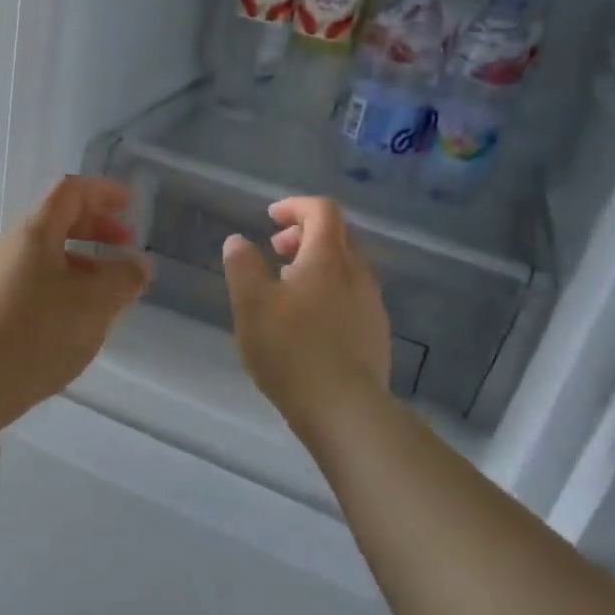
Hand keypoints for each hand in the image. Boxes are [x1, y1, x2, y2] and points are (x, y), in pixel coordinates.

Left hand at [0, 176, 149, 428]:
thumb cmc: (39, 334)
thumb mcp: (95, 304)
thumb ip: (124, 277)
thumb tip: (136, 264)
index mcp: (34, 233)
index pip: (70, 191)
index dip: (103, 192)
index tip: (131, 205)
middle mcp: (10, 247)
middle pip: (57, 220)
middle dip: (97, 228)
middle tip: (126, 248)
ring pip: (47, 255)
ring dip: (83, 262)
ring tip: (109, 291)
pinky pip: (35, 280)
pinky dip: (65, 284)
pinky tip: (78, 317)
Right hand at [221, 197, 391, 422]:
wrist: (344, 408)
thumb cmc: (291, 350)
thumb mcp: (251, 305)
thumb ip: (242, 266)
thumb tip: (238, 241)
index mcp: (329, 258)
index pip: (322, 210)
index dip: (295, 206)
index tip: (270, 218)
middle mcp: (357, 273)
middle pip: (338, 235)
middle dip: (305, 234)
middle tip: (275, 251)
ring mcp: (372, 304)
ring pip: (346, 267)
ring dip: (317, 264)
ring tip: (287, 288)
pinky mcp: (376, 333)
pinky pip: (353, 295)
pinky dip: (330, 290)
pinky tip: (310, 322)